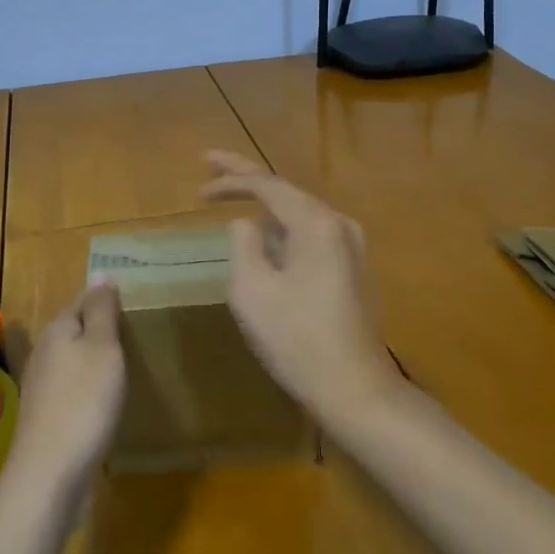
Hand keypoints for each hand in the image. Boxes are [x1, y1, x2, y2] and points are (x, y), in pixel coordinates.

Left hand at [5, 281, 125, 504]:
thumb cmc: (83, 402)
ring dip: (96, 361)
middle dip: (102, 330)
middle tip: (138, 333)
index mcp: (58, 330)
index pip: (84, 300)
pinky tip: (106, 401)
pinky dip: (91, 389)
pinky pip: (74, 390)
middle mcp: (45, 353)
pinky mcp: (48, 418)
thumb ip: (101, 310)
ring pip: (74, 361)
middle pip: (76, 330)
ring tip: (128, 364)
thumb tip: (100, 271)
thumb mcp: (101, 348)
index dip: (107, 299)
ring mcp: (43, 388)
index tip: (135, 302)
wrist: (50, 475)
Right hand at [201, 150, 405, 428]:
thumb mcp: (252, 289)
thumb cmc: (297, 338)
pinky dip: (282, 228)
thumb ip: (243, 243)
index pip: (267, 185)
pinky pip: (309, 235)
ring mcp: (351, 247)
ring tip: (231, 195)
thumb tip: (247, 223)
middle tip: (210, 163)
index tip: (199, 180)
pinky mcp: (352, 269)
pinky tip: (264, 234)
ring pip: (298, 214)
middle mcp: (339, 225)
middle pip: (285, 191)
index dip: (230, 178)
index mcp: (316, 223)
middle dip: (246, 177)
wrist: (356, 390)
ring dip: (264, 205)